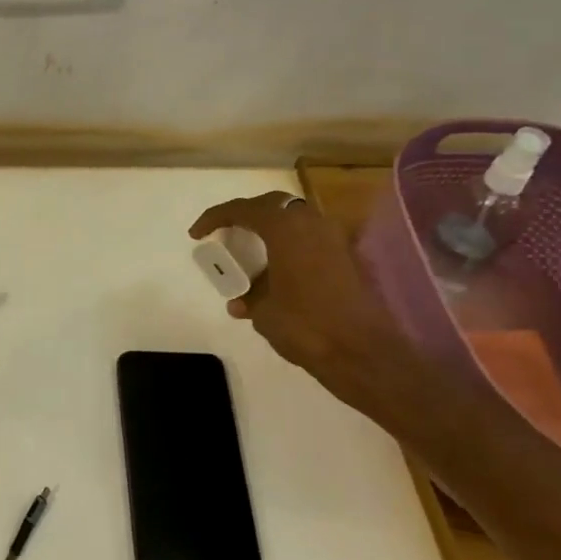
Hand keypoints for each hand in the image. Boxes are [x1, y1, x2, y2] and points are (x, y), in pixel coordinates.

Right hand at [189, 192, 423, 422]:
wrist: (364, 353)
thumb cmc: (305, 326)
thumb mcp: (264, 313)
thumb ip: (249, 298)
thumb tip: (240, 301)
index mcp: (285, 228)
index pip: (242, 209)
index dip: (215, 218)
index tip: (196, 235)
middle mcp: (312, 223)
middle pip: (272, 206)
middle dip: (246, 215)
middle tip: (226, 233)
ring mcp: (335, 239)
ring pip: (295, 221)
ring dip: (271, 231)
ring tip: (252, 254)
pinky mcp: (348, 258)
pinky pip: (310, 240)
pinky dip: (290, 247)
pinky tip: (278, 272)